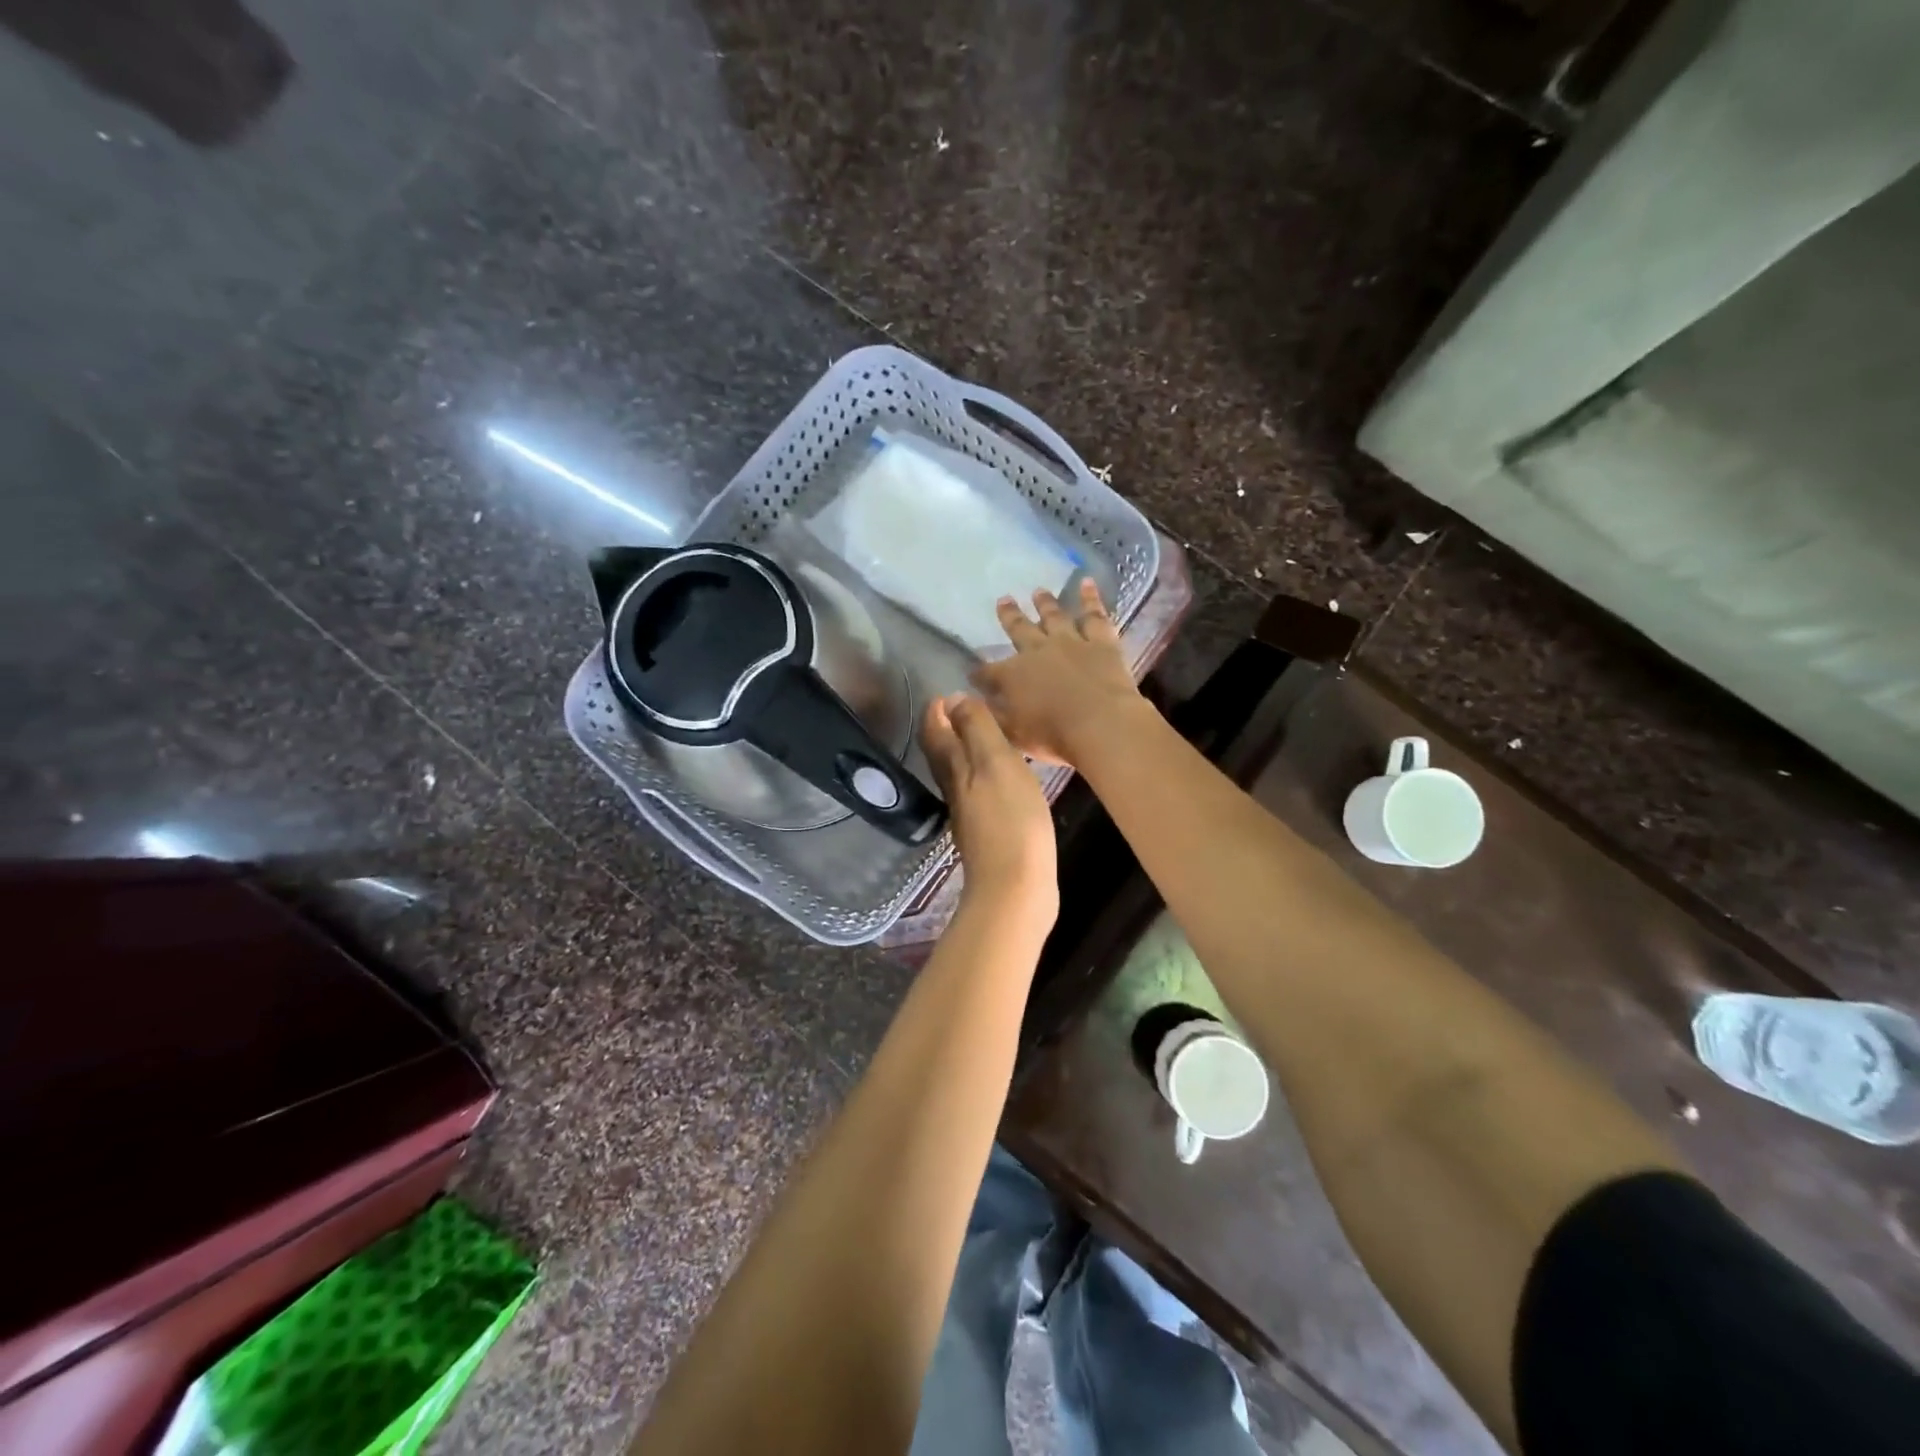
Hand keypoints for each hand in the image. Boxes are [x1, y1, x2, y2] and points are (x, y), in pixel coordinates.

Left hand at [920, 692, 1057, 925]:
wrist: (1016, 886)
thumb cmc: (1010, 818)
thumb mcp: (996, 761)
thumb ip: (976, 728)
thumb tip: (953, 699)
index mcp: (953, 767)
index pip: (934, 730)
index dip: (937, 710)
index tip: (948, 692)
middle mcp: (953, 788)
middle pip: (942, 752)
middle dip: (947, 728)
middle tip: (964, 709)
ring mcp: (968, 814)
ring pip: (959, 773)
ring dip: (965, 751)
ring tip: (986, 736)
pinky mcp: (987, 833)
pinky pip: (979, 793)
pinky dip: (983, 776)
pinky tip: (1003, 778)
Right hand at [969, 580, 1146, 766]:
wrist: (1100, 724)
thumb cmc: (1053, 736)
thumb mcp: (1012, 734)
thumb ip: (991, 717)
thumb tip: (969, 704)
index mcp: (1012, 676)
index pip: (988, 672)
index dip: (980, 673)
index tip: (972, 672)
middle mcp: (1036, 651)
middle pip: (1019, 630)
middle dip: (1009, 616)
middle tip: (1002, 600)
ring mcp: (1070, 642)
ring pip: (1054, 617)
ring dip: (1045, 603)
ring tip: (1038, 591)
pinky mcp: (1101, 643)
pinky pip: (1094, 616)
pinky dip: (1091, 599)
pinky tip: (1088, 583)